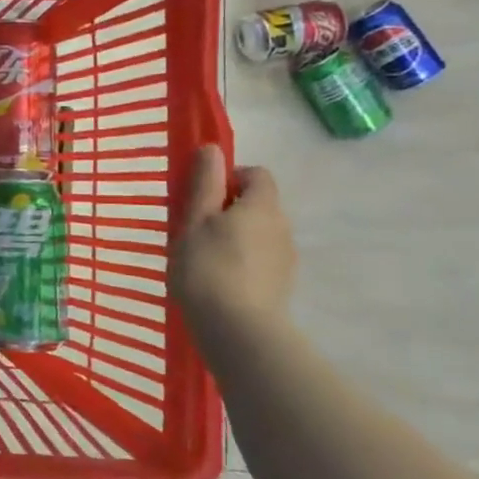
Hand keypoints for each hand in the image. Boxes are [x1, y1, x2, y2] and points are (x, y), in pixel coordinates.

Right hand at [170, 145, 296, 331]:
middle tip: (193, 227)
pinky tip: (217, 279)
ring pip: (258, 232)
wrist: (237, 330)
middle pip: (257, 204)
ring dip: (234, 235)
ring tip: (202, 256)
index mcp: (262, 206)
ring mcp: (285, 258)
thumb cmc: (207, 267)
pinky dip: (241, 260)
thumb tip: (212, 148)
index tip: (200, 196)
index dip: (228, 177)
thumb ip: (204, 183)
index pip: (255, 174)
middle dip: (228, 208)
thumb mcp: (195, 219)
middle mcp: (282, 226)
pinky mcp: (281, 284)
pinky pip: (260, 258)